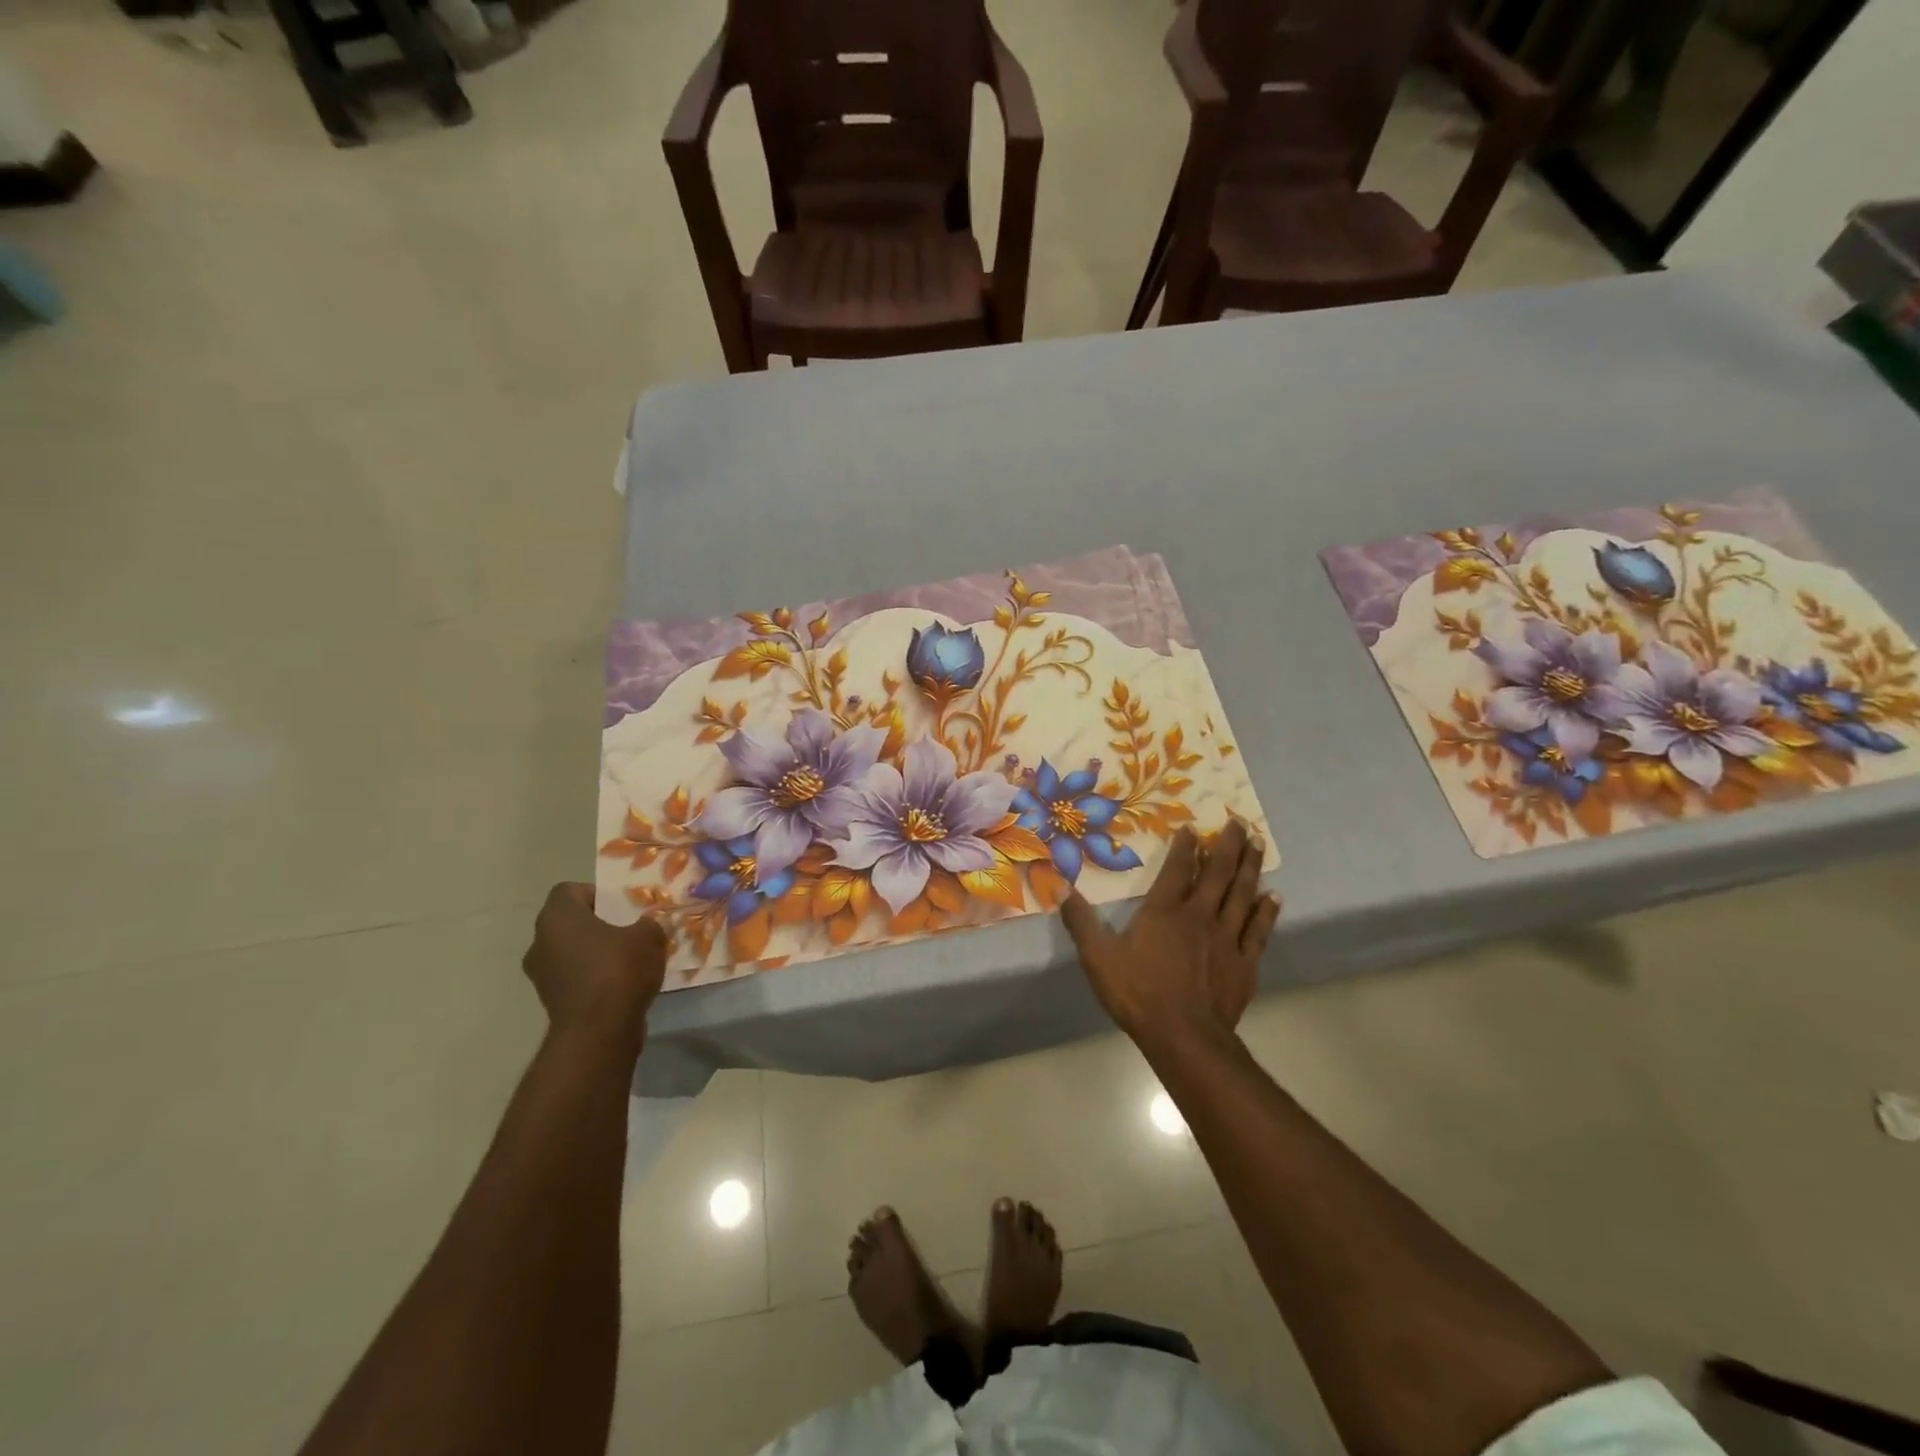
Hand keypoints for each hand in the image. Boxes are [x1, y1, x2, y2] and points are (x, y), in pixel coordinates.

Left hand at [522, 883, 667, 1055]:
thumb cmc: (619, 970)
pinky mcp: (550, 1001)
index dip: (595, 894)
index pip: (568, 891)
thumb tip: (645, 925)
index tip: (620, 907)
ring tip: (626, 960)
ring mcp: (541, 974)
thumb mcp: (649, 937)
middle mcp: (540, 942)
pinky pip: (572, 977)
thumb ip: (647, 924)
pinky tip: (619, 985)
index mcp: (557, 917)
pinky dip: (591, 977)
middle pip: (568, 923)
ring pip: (569, 951)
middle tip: (626, 930)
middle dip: (596, 925)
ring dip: (593, 953)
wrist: (598, 1031)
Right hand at [1061, 819, 1279, 1050]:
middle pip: (1219, 873)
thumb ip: (1081, 921)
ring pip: (1243, 893)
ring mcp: (1227, 937)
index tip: (1193, 827)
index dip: (1186, 846)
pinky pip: (1259, 929)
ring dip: (1251, 867)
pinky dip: (1267, 911)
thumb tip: (1059, 887)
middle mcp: (1199, 915)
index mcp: (1164, 911)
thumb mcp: (1098, 957)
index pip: (1178, 868)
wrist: (1184, 1037)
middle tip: (1239, 822)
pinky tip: (1274, 896)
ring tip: (1259, 843)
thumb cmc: (1138, 993)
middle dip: (1229, 845)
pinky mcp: (1245, 962)